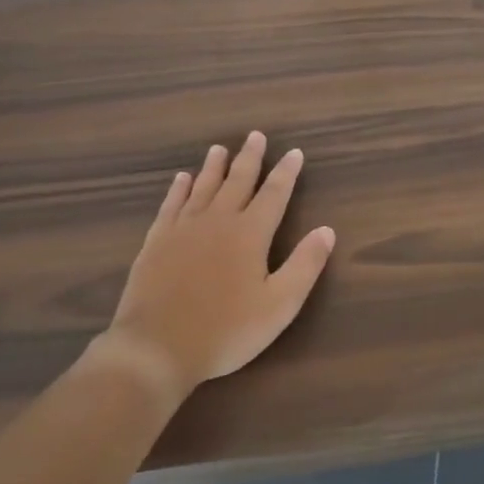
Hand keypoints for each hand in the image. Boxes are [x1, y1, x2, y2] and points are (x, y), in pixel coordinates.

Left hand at [97, 133, 335, 400]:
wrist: (156, 348)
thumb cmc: (226, 331)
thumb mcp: (279, 305)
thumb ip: (305, 265)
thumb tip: (327, 230)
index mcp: (250, 234)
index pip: (274, 194)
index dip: (286, 173)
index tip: (295, 153)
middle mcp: (217, 221)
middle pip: (237, 181)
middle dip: (250, 158)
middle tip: (256, 136)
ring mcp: (183, 229)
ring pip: (203, 187)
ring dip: (214, 167)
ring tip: (220, 148)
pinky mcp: (156, 242)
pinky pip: (171, 205)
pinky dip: (179, 189)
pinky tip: (181, 180)